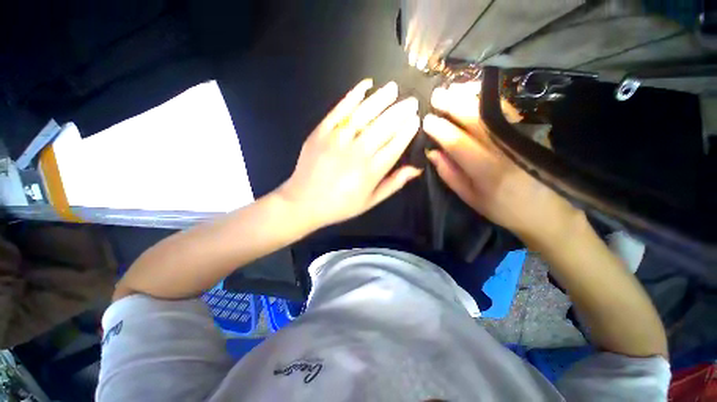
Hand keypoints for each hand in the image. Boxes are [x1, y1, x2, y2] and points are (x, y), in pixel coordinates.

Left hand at [277, 79, 420, 228]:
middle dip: (400, 112)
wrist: (303, 202)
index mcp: (371, 171)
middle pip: (383, 127)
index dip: (407, 131)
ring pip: (364, 115)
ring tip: (393, 88)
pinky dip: (352, 96)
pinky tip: (364, 86)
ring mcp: (337, 140)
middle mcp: (357, 152)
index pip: (395, 145)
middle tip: (411, 101)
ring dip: (381, 100)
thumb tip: (415, 169)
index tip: (416, 120)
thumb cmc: (340, 205)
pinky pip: (339, 110)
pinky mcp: (321, 132)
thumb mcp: (370, 202)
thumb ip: (393, 184)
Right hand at [422, 82, 580, 243]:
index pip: (458, 142)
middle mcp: (505, 150)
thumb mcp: (470, 197)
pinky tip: (477, 93)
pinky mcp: (532, 131)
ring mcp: (522, 137)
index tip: (427, 120)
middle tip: (436, 95)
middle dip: (453, 105)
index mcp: (487, 171)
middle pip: (476, 120)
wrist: (547, 212)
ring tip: (454, 88)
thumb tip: (433, 151)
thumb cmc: (503, 208)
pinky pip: (508, 109)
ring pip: (493, 109)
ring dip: (471, 96)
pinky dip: (490, 98)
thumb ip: (450, 174)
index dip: (440, 129)